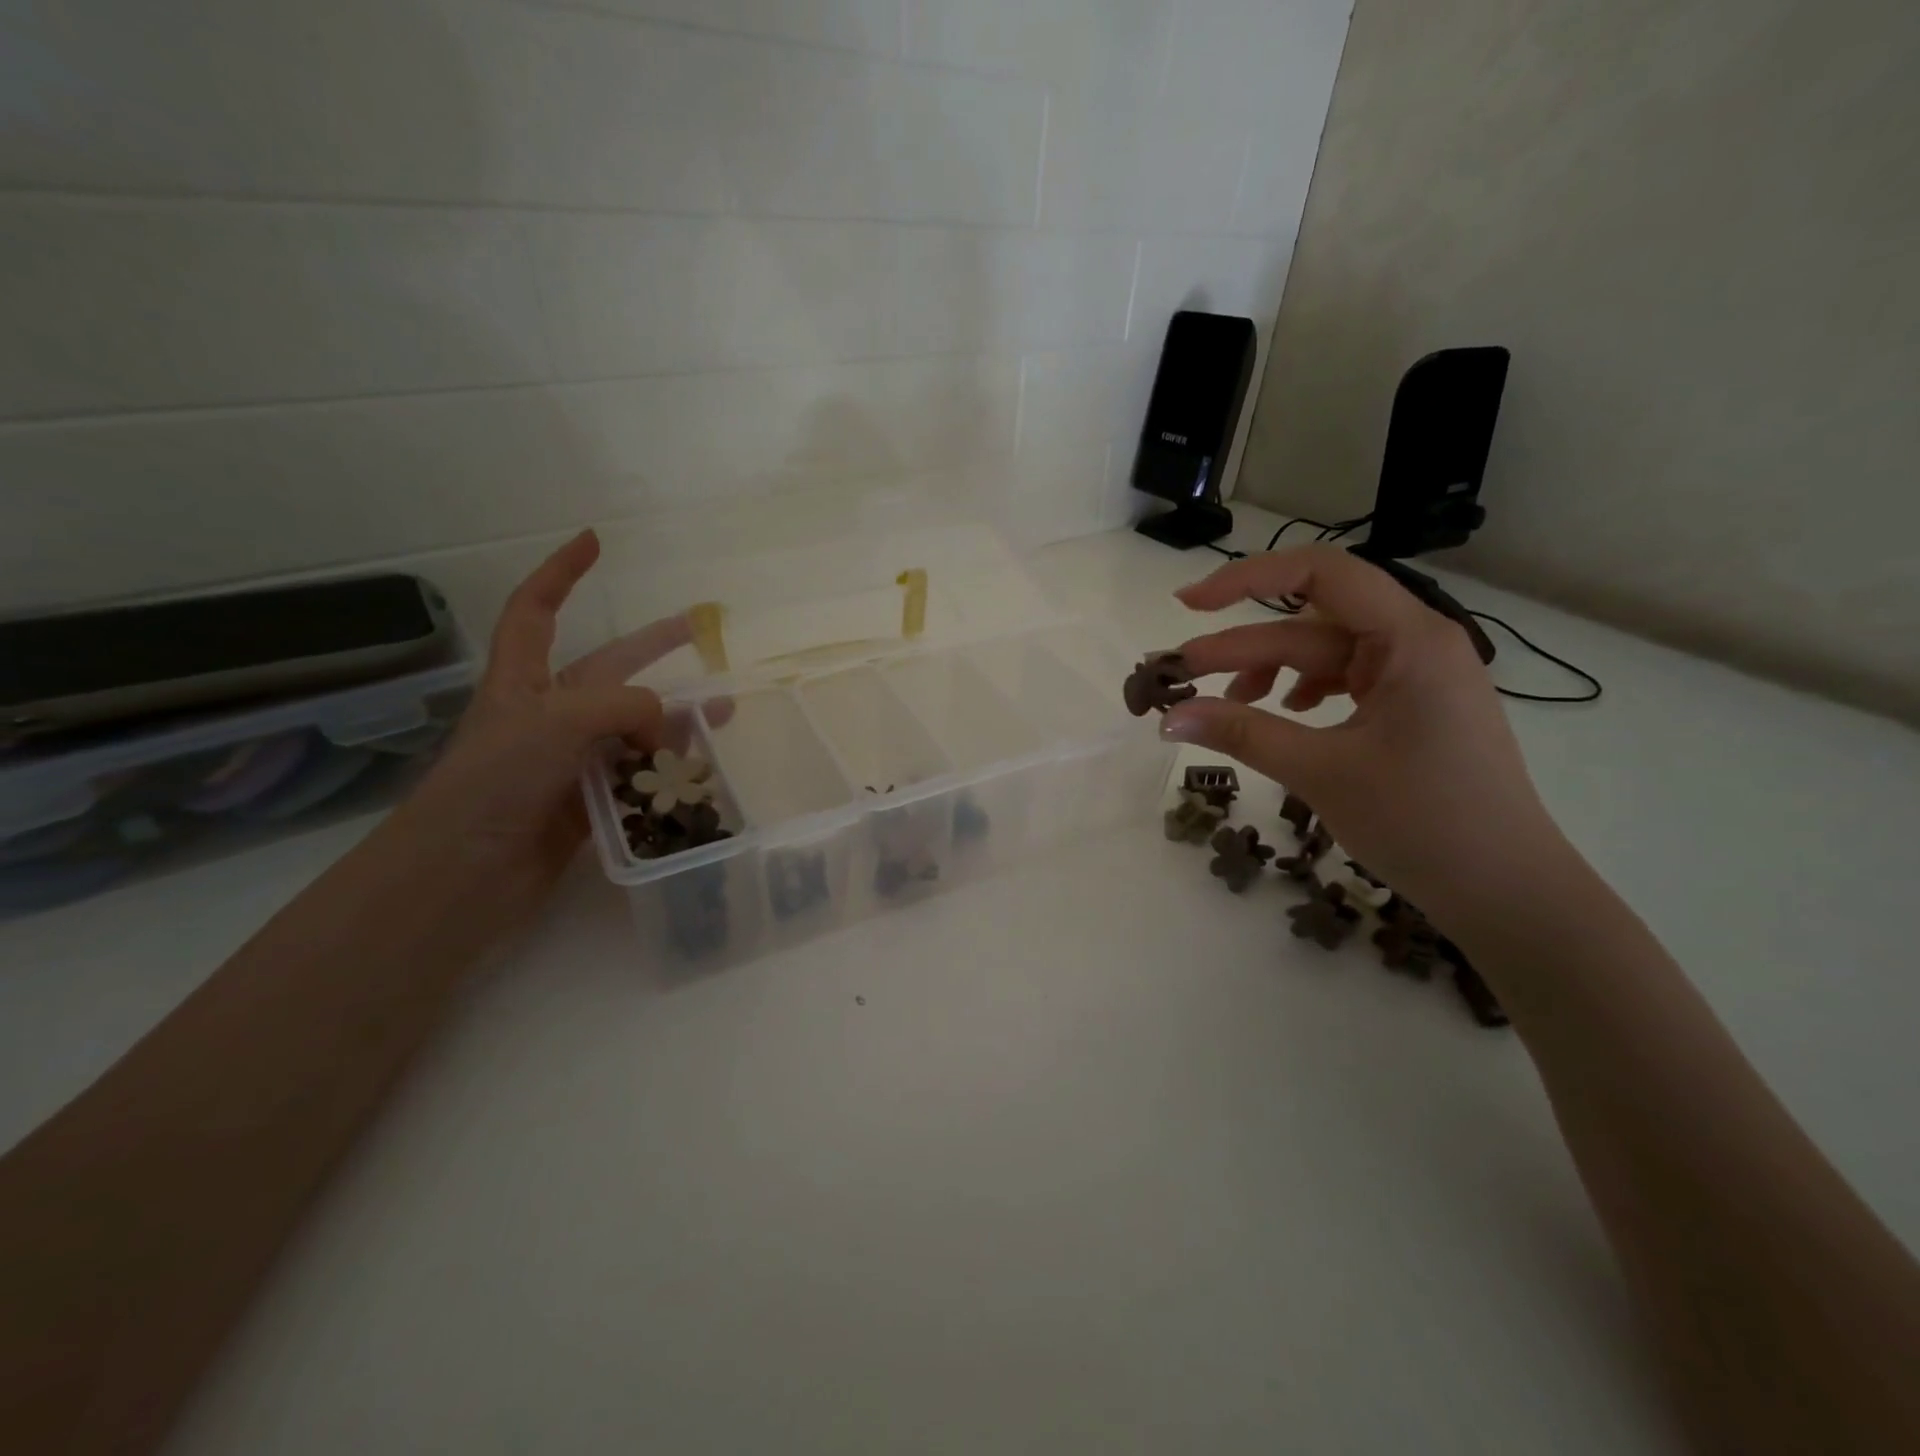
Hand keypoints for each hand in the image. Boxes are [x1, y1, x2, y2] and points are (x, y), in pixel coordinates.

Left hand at [391, 530, 683, 928]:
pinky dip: (669, 771)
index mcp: (524, 683)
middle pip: (609, 669)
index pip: (535, 610)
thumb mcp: (558, 722)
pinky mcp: (590, 803)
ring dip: (677, 719)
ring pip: (634, 728)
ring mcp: (570, 762)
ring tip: (724, 713)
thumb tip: (669, 726)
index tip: (594, 542)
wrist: (464, 874)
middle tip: (700, 631)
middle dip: (653, 646)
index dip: (561, 572)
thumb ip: (623, 707)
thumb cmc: (496, 782)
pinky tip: (699, 772)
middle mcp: (549, 716)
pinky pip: (639, 776)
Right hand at [1163, 545, 1569, 922]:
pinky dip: (1301, 693)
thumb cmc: (1423, 823)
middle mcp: (1415, 643)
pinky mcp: (1410, 707)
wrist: (1505, 891)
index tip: (1190, 605)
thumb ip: (1242, 734)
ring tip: (1225, 704)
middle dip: (1241, 648)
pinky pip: (1342, 681)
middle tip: (1180, 674)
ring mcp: (1415, 676)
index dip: (1247, 578)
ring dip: (1268, 673)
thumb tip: (1168, 717)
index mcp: (1410, 639)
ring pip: (1322, 656)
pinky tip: (1281, 714)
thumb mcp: (1322, 772)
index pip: (1321, 573)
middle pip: (1309, 626)